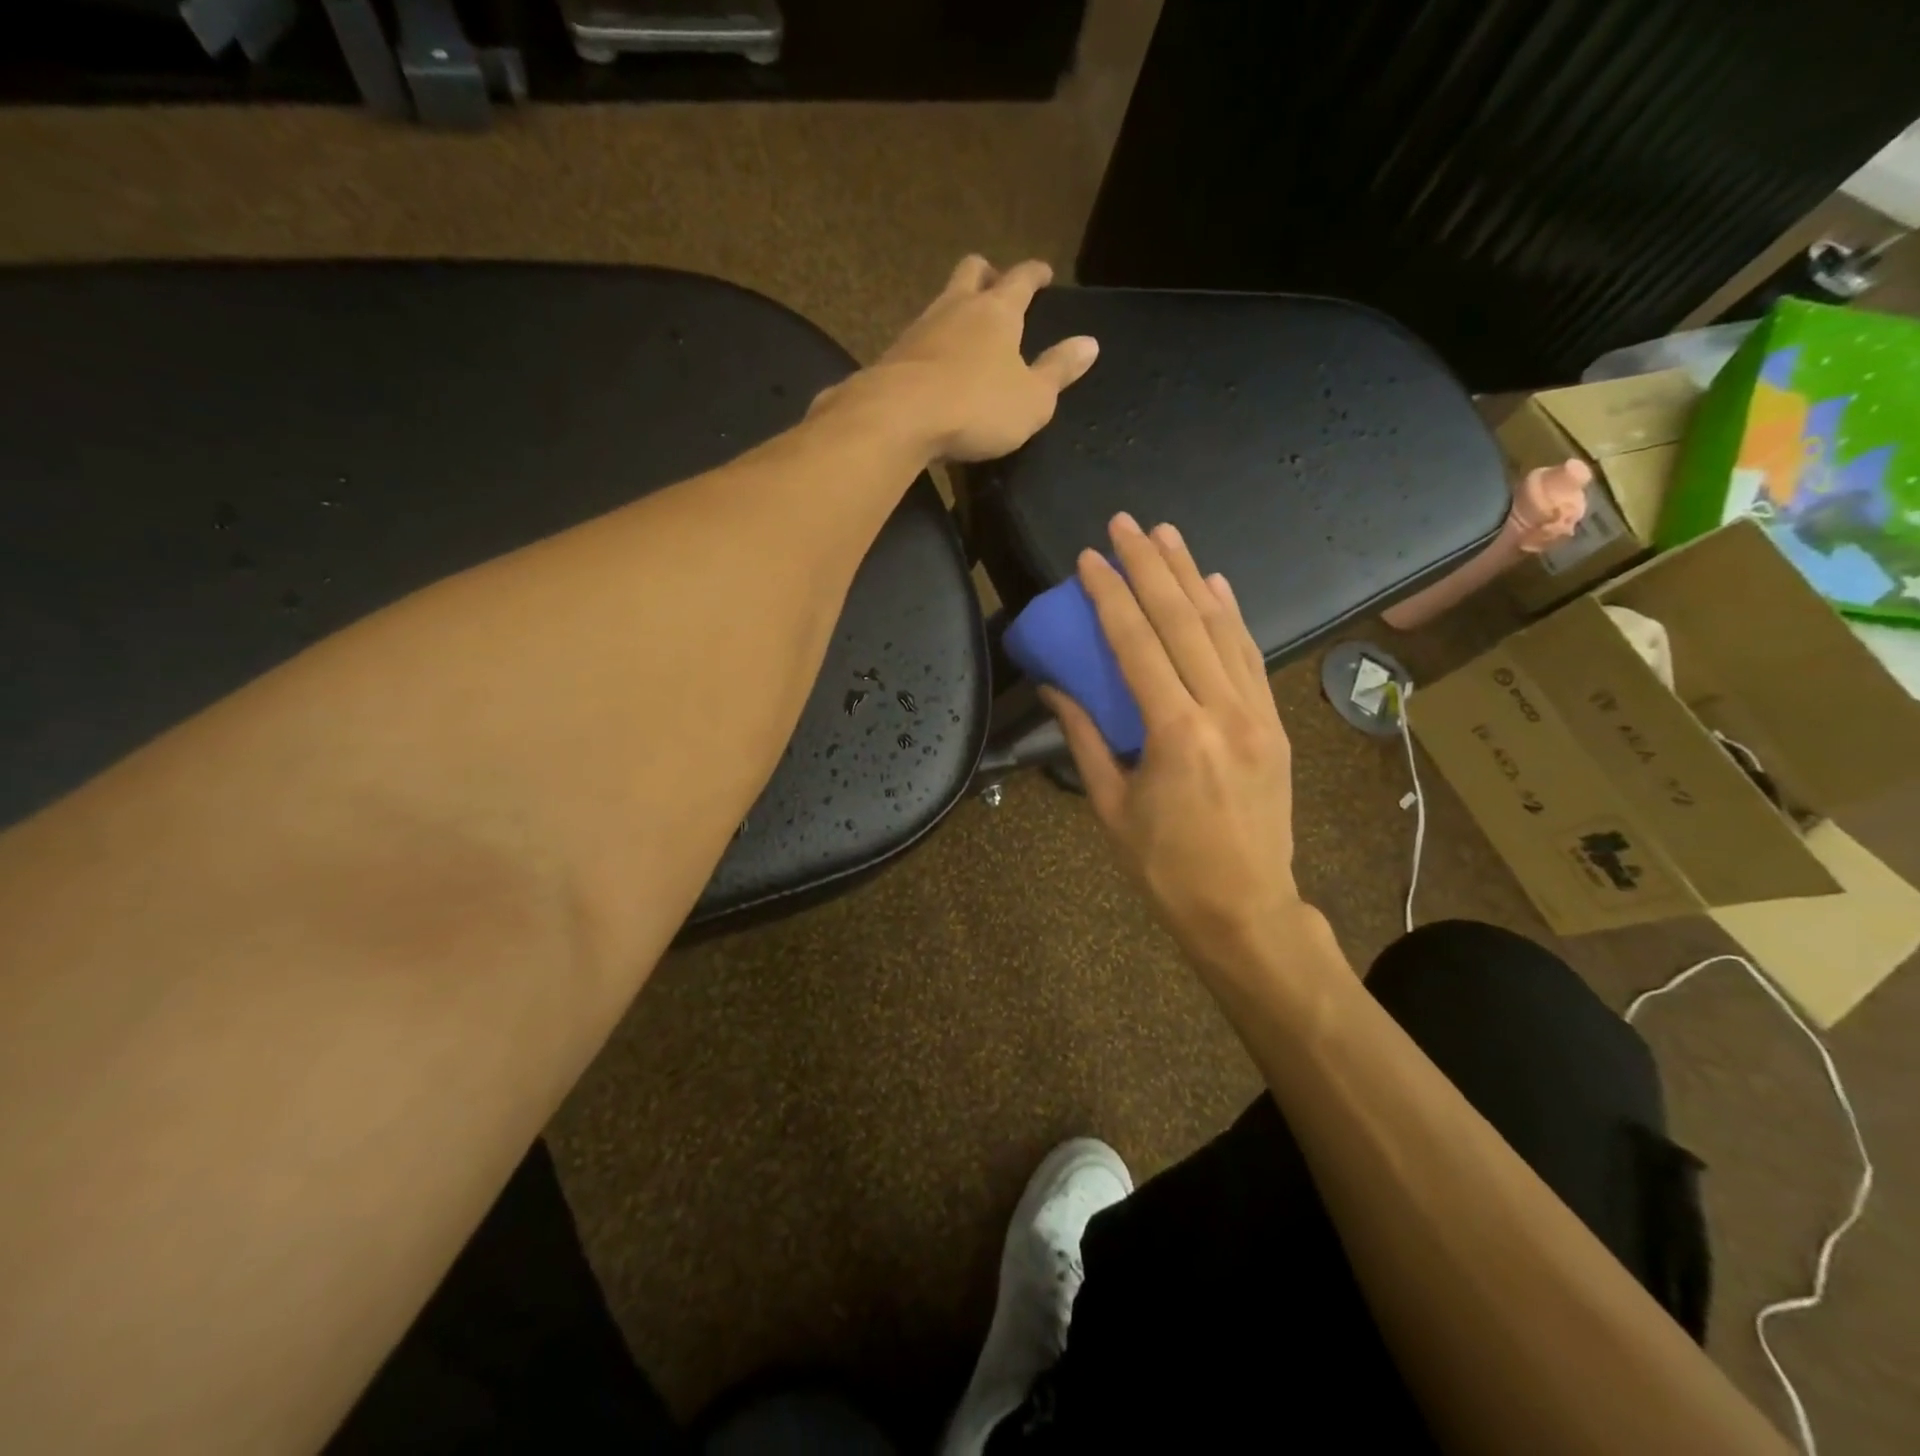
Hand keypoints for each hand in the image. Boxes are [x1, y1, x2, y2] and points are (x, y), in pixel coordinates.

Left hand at [820, 256, 1098, 461]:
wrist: (899, 417)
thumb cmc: (976, 407)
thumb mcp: (1032, 399)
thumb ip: (1058, 371)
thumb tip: (1089, 343)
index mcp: (997, 312)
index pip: (1021, 279)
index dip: (1035, 273)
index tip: (1043, 272)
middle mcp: (957, 307)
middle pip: (971, 272)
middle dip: (988, 274)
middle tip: (997, 284)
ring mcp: (920, 328)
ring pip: (941, 302)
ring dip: (956, 308)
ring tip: (965, 329)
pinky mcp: (894, 355)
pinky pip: (919, 338)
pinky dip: (933, 343)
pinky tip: (935, 363)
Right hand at [1041, 514, 1307, 984]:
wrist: (1245, 908)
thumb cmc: (1165, 867)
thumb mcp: (1110, 805)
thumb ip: (1084, 737)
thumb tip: (1054, 687)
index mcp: (1177, 734)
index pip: (1138, 645)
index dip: (1111, 595)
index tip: (1089, 558)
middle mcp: (1224, 710)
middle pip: (1184, 621)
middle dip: (1151, 567)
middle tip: (1126, 523)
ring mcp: (1258, 713)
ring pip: (1223, 629)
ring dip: (1192, 576)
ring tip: (1167, 535)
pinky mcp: (1274, 723)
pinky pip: (1251, 656)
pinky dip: (1231, 616)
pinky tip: (1216, 584)